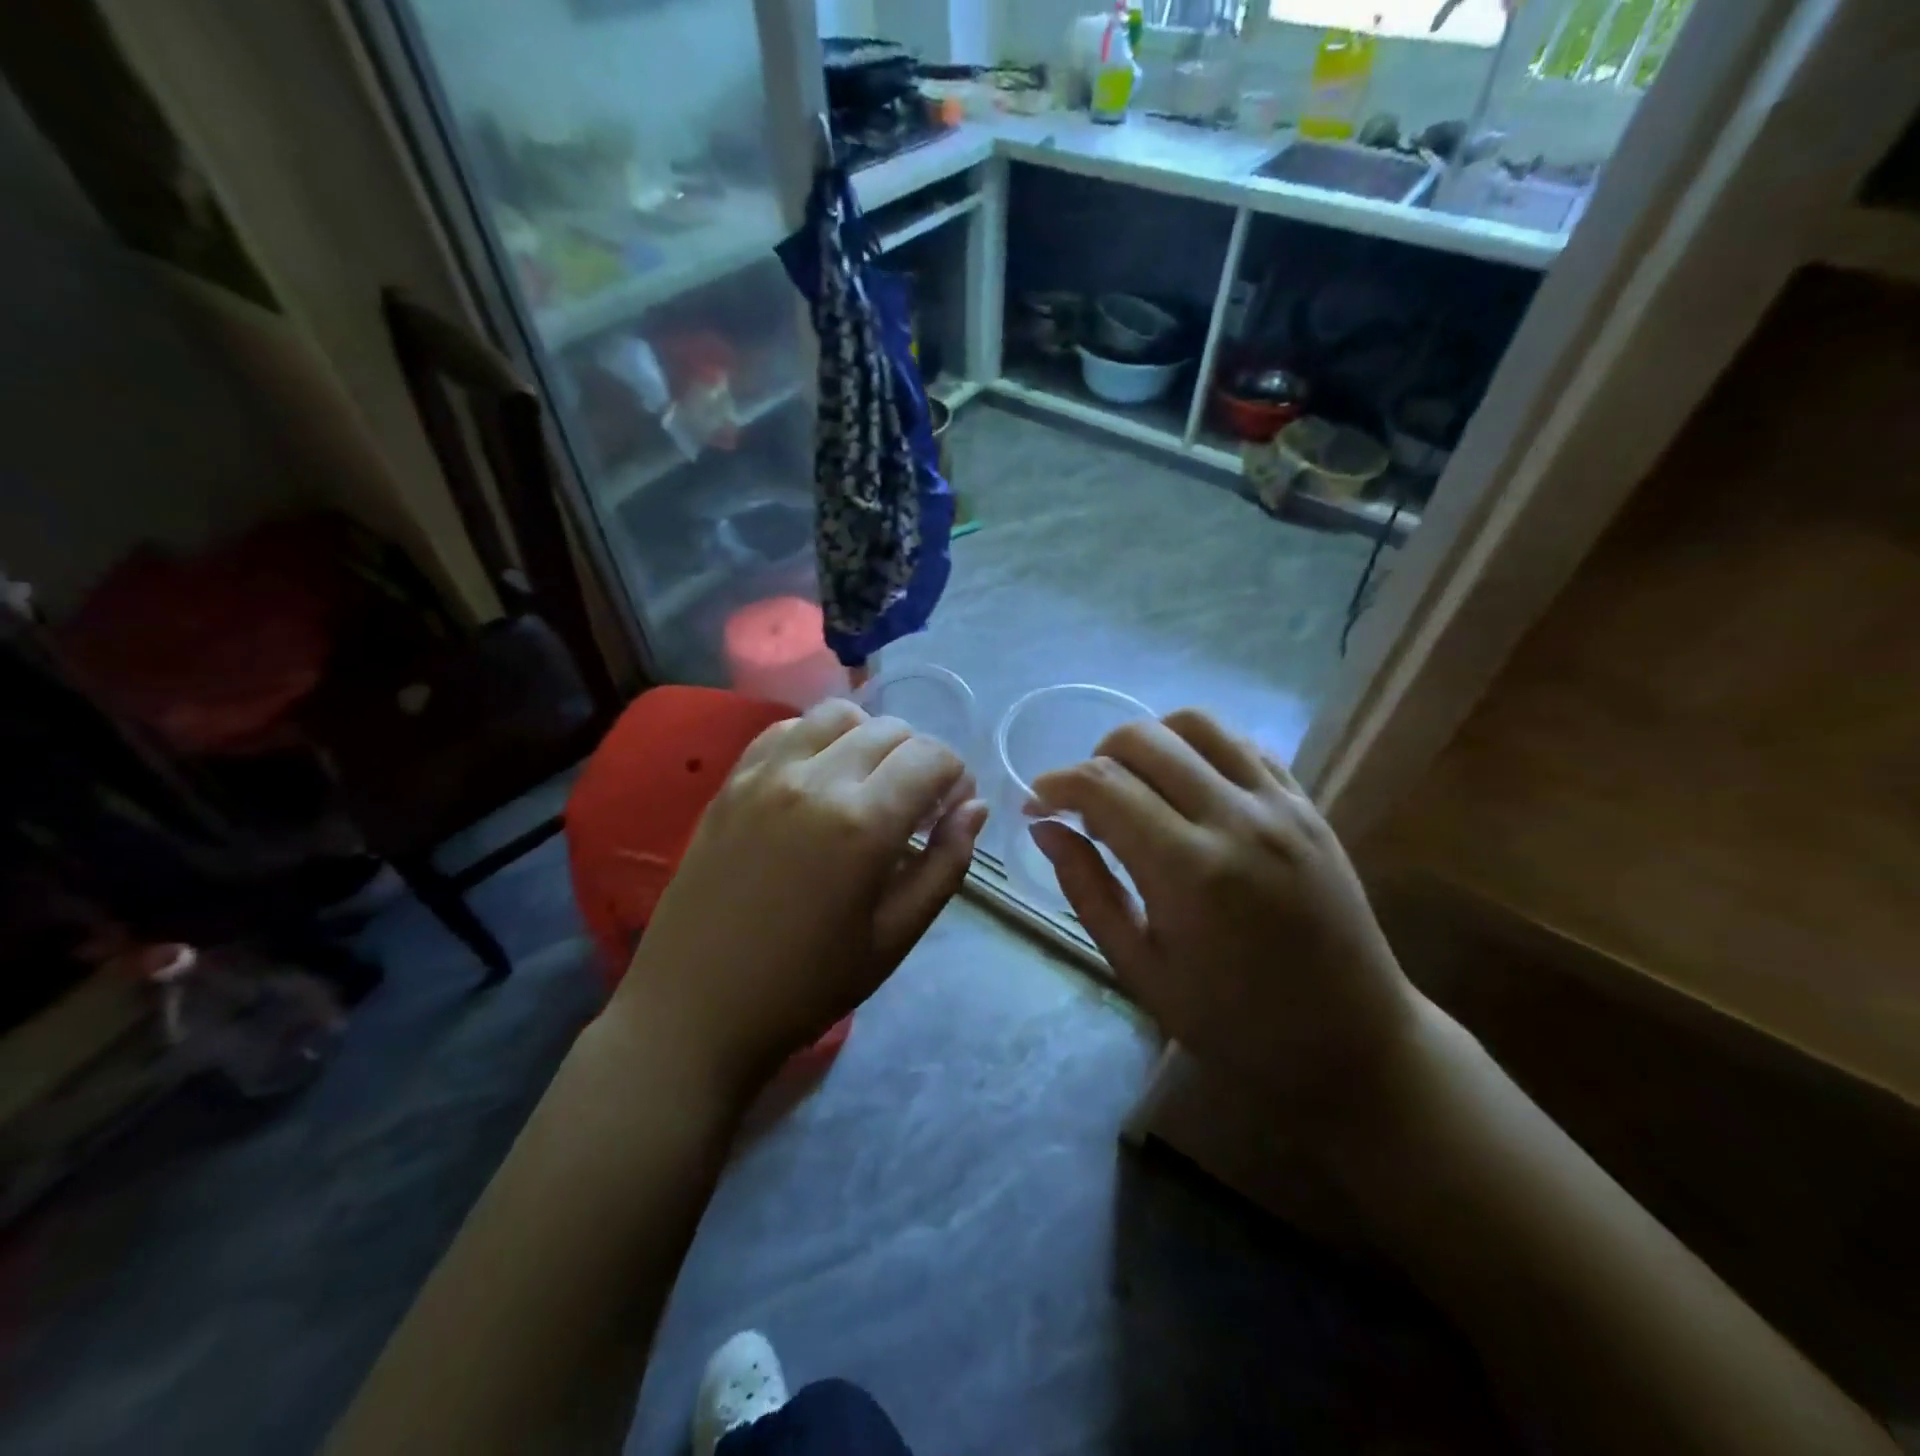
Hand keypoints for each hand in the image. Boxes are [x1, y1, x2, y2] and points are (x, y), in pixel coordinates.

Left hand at [611, 699, 986, 1098]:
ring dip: (869, 739)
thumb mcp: (896, 937)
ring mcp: (766, 774)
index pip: (932, 757)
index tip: (948, 812)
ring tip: (866, 784)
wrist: (696, 1007)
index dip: (955, 777)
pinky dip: (817, 739)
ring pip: (838, 716)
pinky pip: (786, 729)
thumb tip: (973, 807)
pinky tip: (817, 780)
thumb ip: (946, 864)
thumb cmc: (807, 984)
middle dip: (918, 758)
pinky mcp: (732, 781)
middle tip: (913, 806)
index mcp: (863, 823)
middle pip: (891, 729)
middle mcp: (815, 779)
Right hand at [1028, 709, 1421, 1111]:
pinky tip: (1189, 787)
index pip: (1103, 786)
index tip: (1037, 803)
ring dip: (1150, 742)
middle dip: (1095, 758)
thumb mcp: (1140, 969)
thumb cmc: (1234, 1023)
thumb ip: (1087, 889)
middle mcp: (1237, 819)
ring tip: (1137, 785)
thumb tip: (1044, 827)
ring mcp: (1281, 804)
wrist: (1352, 1040)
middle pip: (1144, 739)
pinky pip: (1243, 743)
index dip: (1056, 785)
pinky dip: (1200, 749)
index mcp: (1190, 871)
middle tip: (1086, 803)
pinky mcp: (1308, 804)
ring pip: (1196, 723)